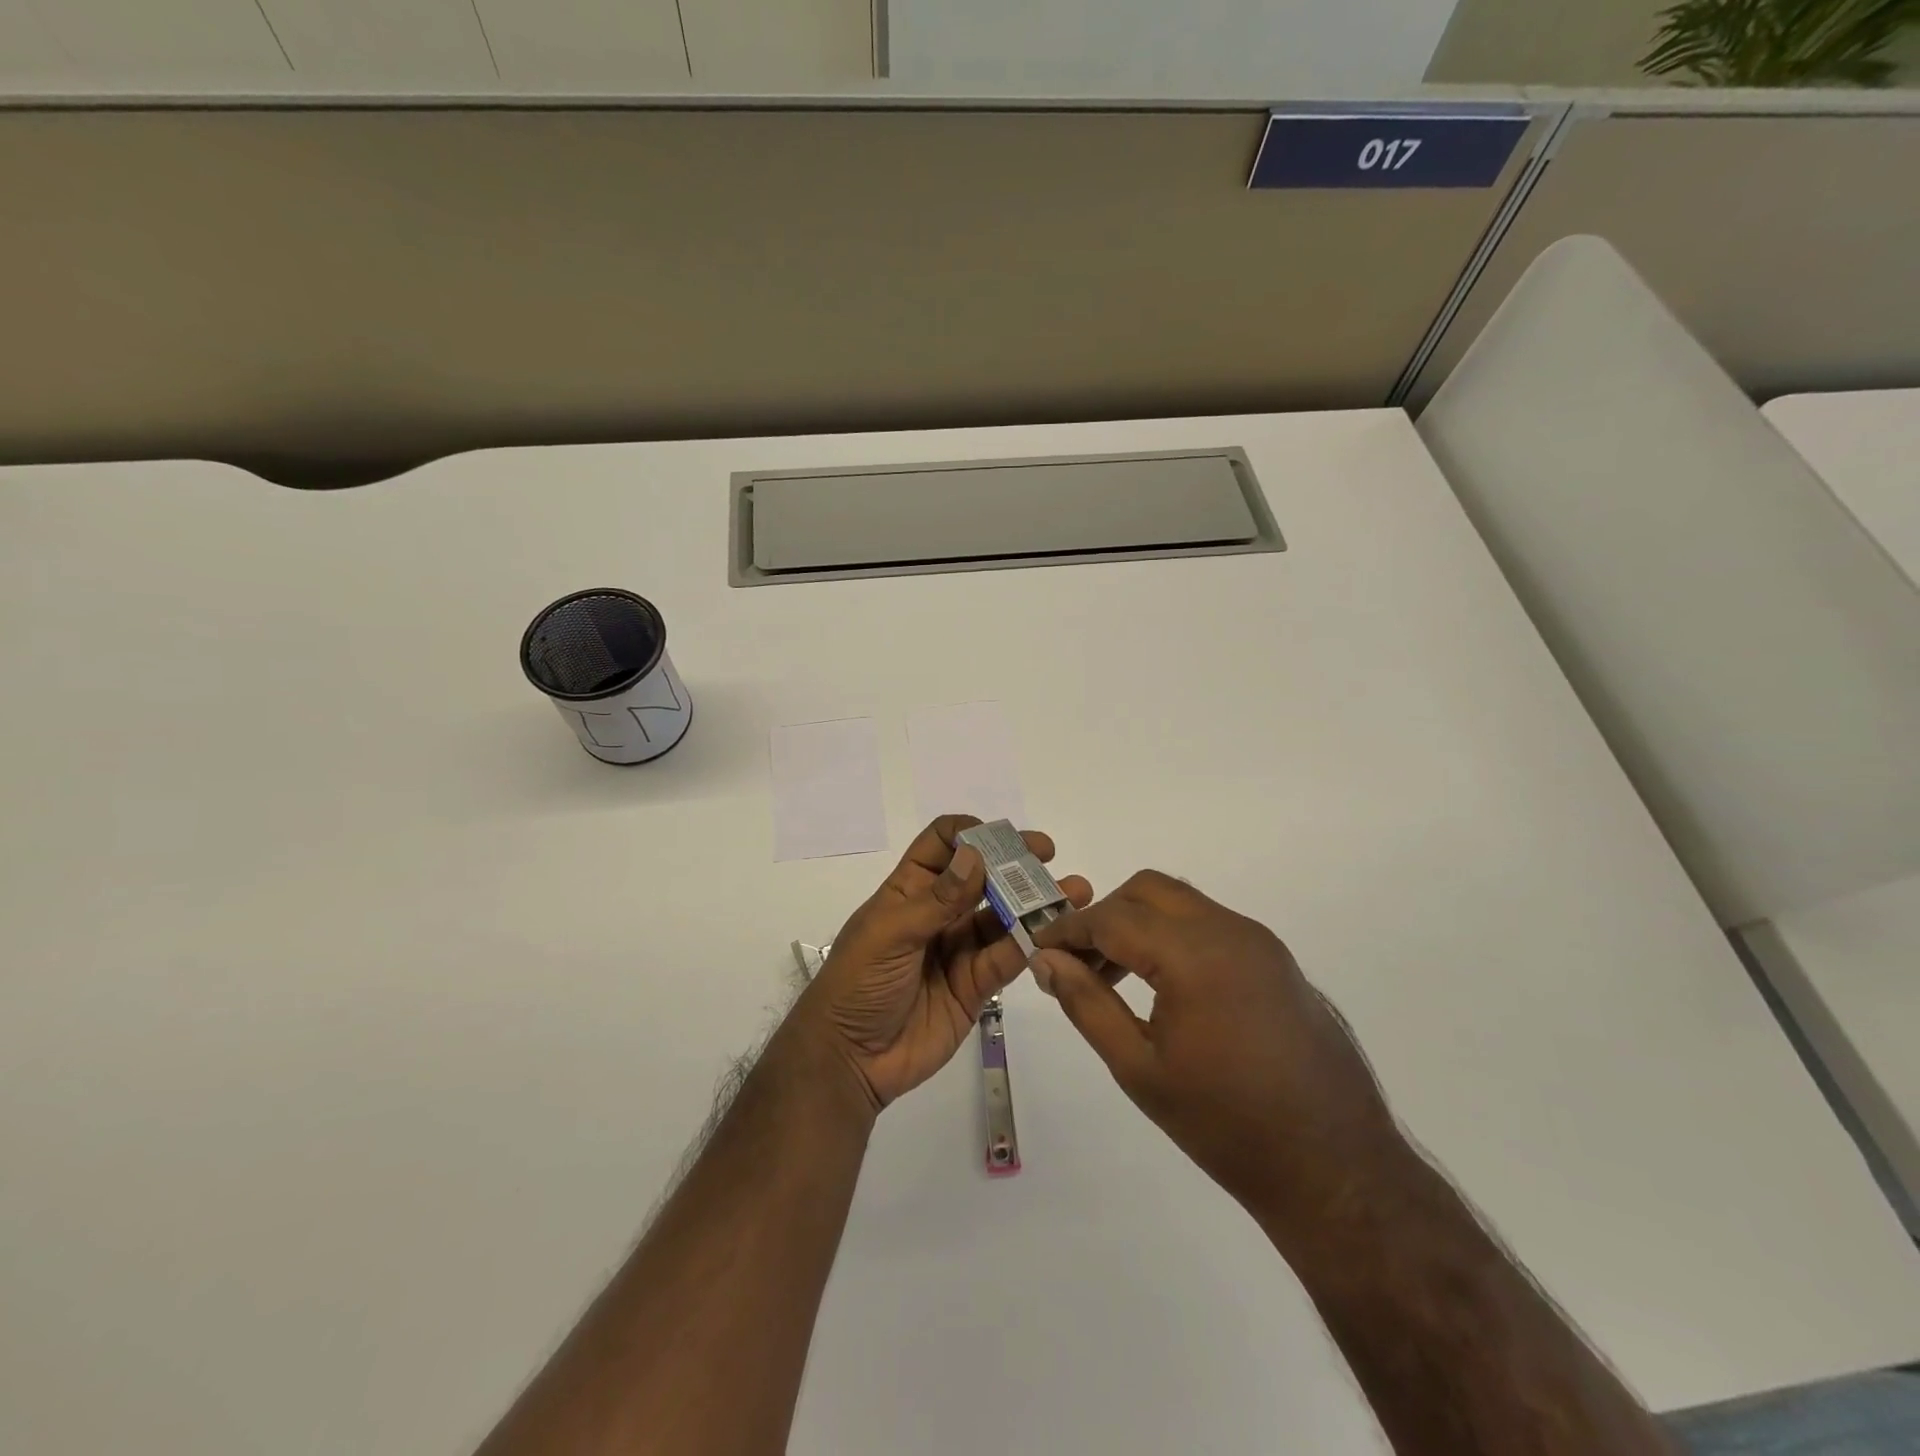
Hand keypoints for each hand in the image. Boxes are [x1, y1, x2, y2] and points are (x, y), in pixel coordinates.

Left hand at [794, 815, 1092, 1110]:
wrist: (849, 1059)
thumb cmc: (858, 983)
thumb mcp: (890, 934)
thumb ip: (938, 900)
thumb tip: (976, 856)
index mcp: (910, 889)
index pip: (942, 845)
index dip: (971, 834)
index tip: (1003, 836)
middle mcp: (939, 912)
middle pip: (982, 877)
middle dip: (1014, 863)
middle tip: (1048, 854)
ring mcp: (959, 948)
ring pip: (1003, 917)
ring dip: (1034, 903)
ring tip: (1073, 892)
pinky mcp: (975, 986)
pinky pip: (1007, 959)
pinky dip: (1030, 945)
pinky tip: (1055, 934)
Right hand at [1030, 871, 1397, 1237]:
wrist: (1335, 1170)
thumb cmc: (1226, 1126)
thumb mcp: (1139, 1069)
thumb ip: (1086, 1004)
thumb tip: (1046, 960)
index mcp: (1195, 956)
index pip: (1113, 918)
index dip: (1068, 930)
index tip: (1038, 947)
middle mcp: (1231, 932)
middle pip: (1149, 890)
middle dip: (1105, 915)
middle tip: (1079, 961)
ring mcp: (1260, 942)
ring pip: (1182, 903)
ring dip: (1140, 922)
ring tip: (1114, 975)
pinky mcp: (1275, 960)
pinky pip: (1210, 924)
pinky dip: (1174, 936)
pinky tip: (1163, 985)